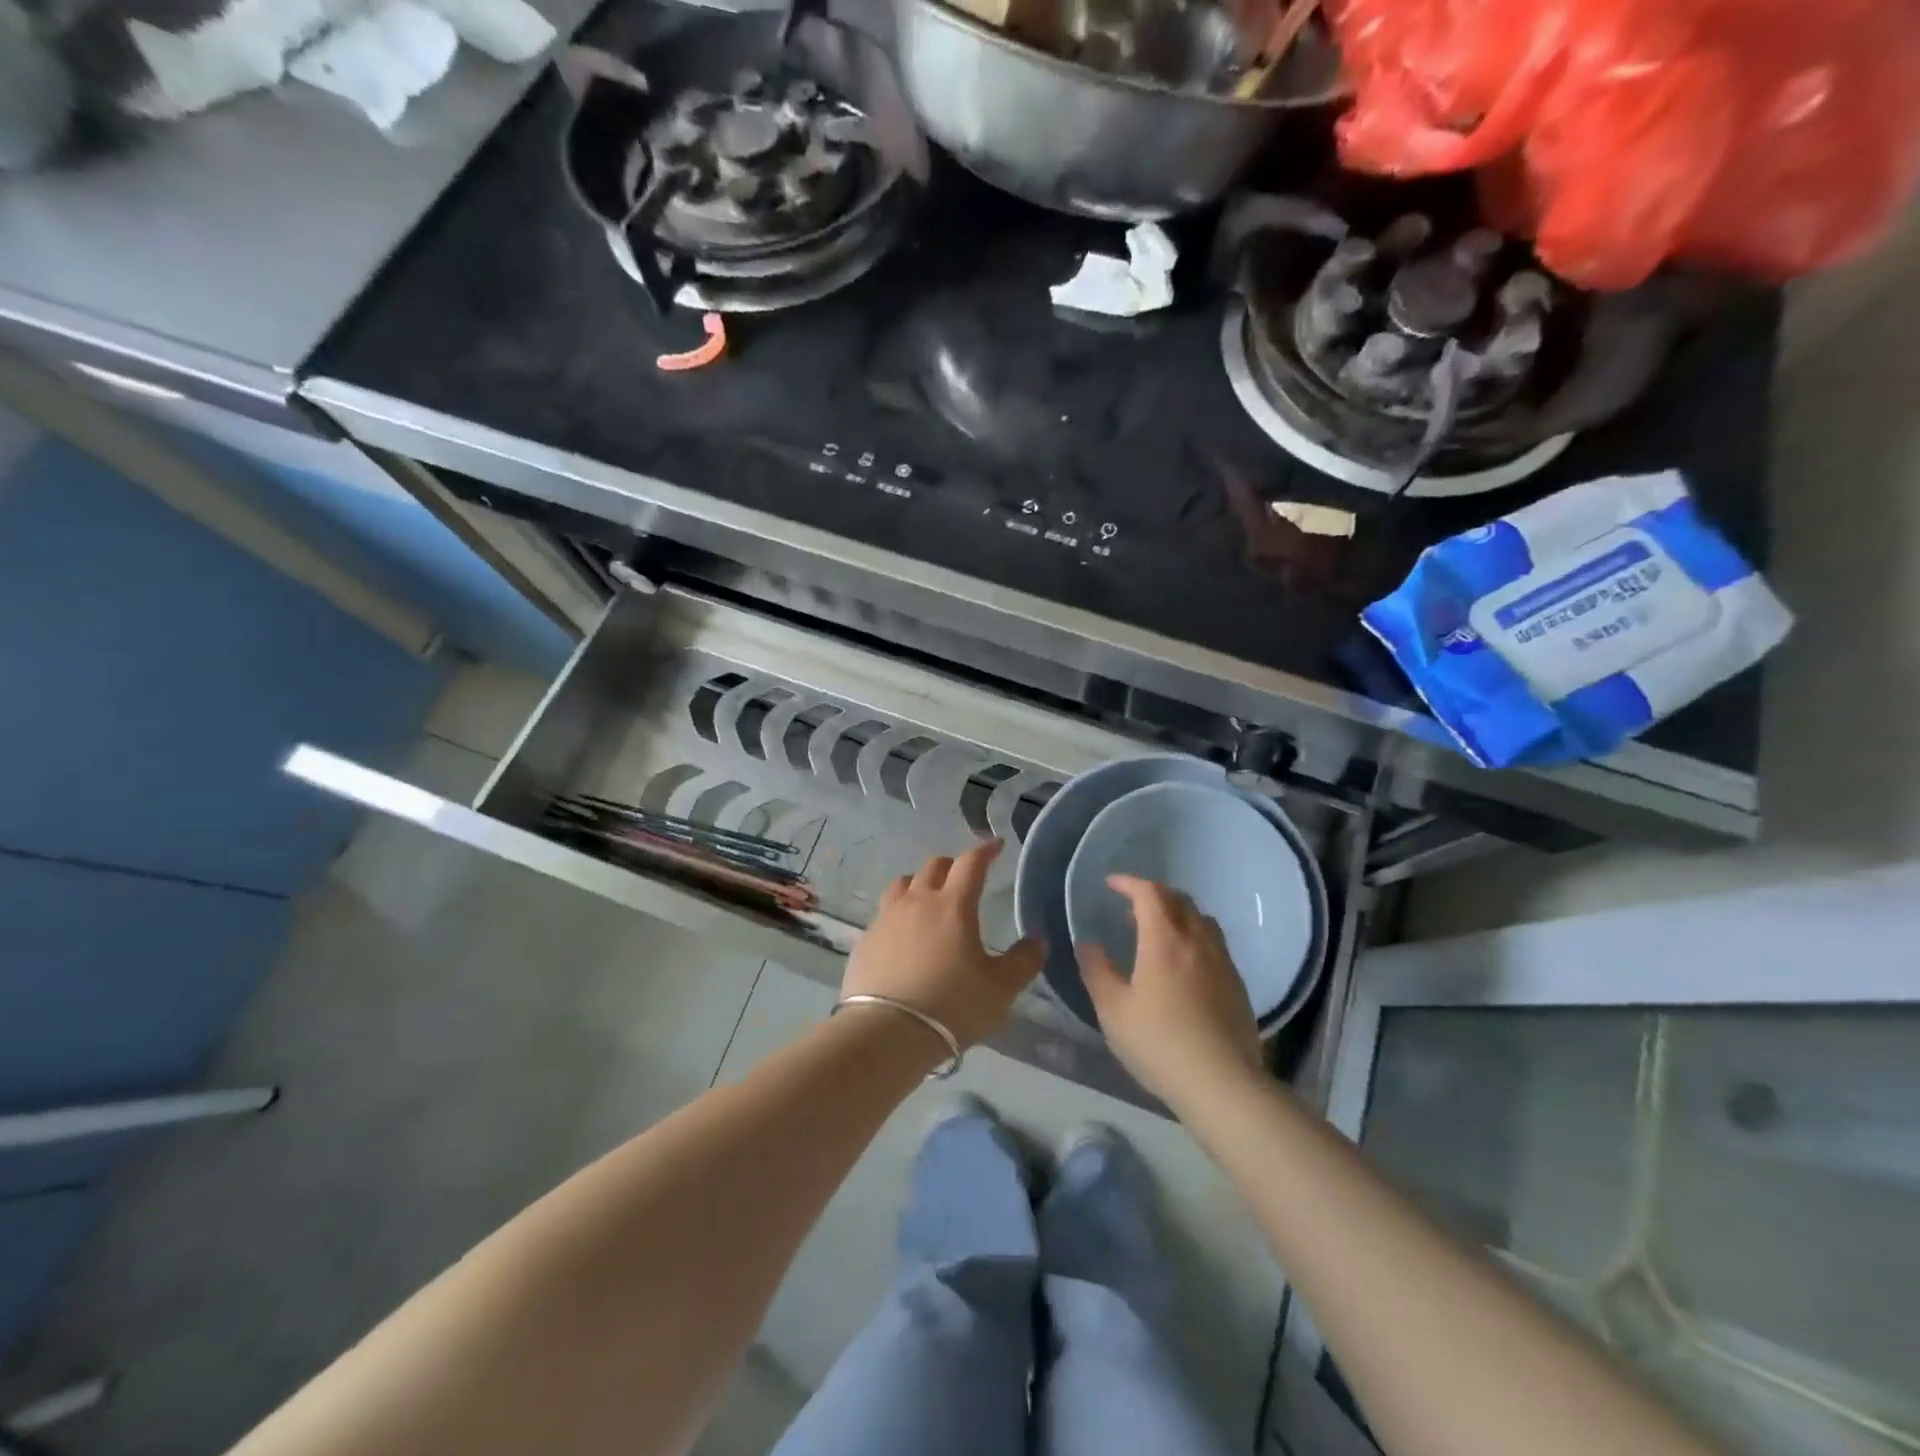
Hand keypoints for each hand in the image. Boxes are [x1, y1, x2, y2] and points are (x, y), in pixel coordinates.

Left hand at [841, 842, 1043, 1048]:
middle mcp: (918, 902)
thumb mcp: (1001, 989)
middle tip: (965, 877)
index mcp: (953, 905)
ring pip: (904, 884)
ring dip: (920, 883)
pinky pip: (885, 914)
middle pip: (934, 866)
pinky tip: (904, 935)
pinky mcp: (866, 940)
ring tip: (929, 899)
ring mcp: (887, 919)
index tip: (996, 846)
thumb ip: (1023, 961)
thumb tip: (1037, 941)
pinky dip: (899, 914)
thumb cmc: (952, 1005)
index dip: (985, 851)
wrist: (886, 1032)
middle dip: (953, 865)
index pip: (971, 863)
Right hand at [1077, 875, 1264, 1104]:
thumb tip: (1088, 943)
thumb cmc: (1159, 1043)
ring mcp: (1222, 961)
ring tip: (1158, 933)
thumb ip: (1097, 970)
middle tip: (1131, 908)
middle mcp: (1197, 941)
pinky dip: (1194, 938)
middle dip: (1153, 895)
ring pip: (1201, 919)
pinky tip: (1184, 966)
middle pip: (1179, 900)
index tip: (1111, 885)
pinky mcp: (1237, 984)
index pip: (1149, 893)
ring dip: (1177, 914)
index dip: (1129, 882)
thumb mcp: (1113, 1010)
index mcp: (1164, 940)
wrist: (1223, 1084)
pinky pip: (1214, 944)